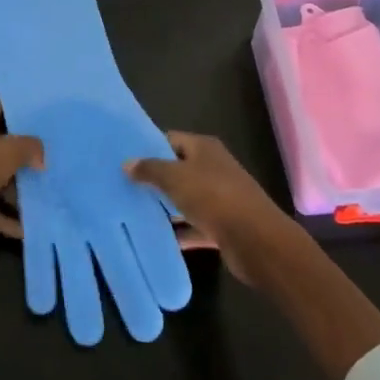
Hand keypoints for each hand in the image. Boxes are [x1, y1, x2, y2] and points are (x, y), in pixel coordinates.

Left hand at [0, 95, 41, 249]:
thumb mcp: (4, 153)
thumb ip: (28, 148)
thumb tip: (41, 155)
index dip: (21, 108)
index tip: (45, 117)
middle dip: (24, 153)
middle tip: (52, 160)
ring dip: (15, 189)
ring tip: (45, 197)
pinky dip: (1, 216)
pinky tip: (24, 230)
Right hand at [127, 132, 297, 283]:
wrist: (255, 239)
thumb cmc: (213, 197)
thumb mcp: (175, 178)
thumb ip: (150, 169)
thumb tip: (127, 162)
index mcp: (204, 148)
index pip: (171, 139)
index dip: (149, 147)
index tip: (124, 158)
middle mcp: (213, 168)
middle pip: (178, 169)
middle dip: (154, 178)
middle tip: (124, 186)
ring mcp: (220, 197)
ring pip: (186, 198)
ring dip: (166, 206)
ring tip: (133, 211)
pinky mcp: (223, 225)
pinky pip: (195, 225)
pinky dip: (180, 231)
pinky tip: (158, 238)